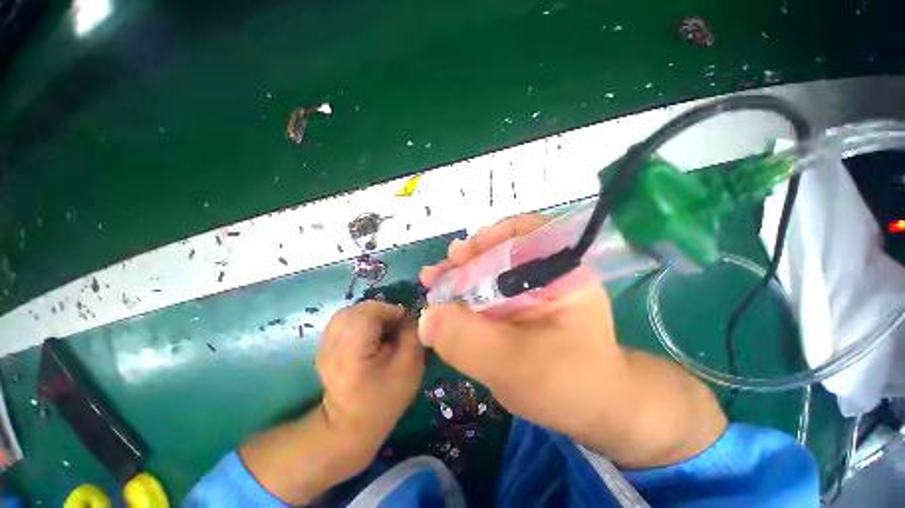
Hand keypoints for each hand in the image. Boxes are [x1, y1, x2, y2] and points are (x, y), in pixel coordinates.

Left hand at [317, 301, 424, 459]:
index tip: (405, 323)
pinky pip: (345, 320)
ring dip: (371, 315)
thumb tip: (410, 315)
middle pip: (358, 309)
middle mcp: (332, 344)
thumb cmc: (384, 399)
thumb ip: (412, 334)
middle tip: (395, 326)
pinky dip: (361, 321)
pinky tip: (370, 334)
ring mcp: (324, 344)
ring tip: (384, 329)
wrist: (349, 426)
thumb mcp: (409, 367)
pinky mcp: (325, 345)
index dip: (391, 312)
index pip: (370, 313)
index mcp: (351, 352)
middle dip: (382, 312)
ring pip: (351, 312)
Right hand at [419, 215, 725, 467]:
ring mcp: (533, 286)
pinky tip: (449, 299)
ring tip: (437, 281)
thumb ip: (468, 340)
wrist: (592, 408)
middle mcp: (548, 270)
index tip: (461, 254)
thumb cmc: (567, 385)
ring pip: (491, 268)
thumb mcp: (514, 365)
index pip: (527, 231)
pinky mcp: (521, 303)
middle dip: (467, 257)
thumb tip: (426, 316)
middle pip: (502, 249)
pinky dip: (467, 291)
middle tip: (439, 271)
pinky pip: (489, 288)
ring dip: (462, 273)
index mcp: (561, 271)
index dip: (491, 237)